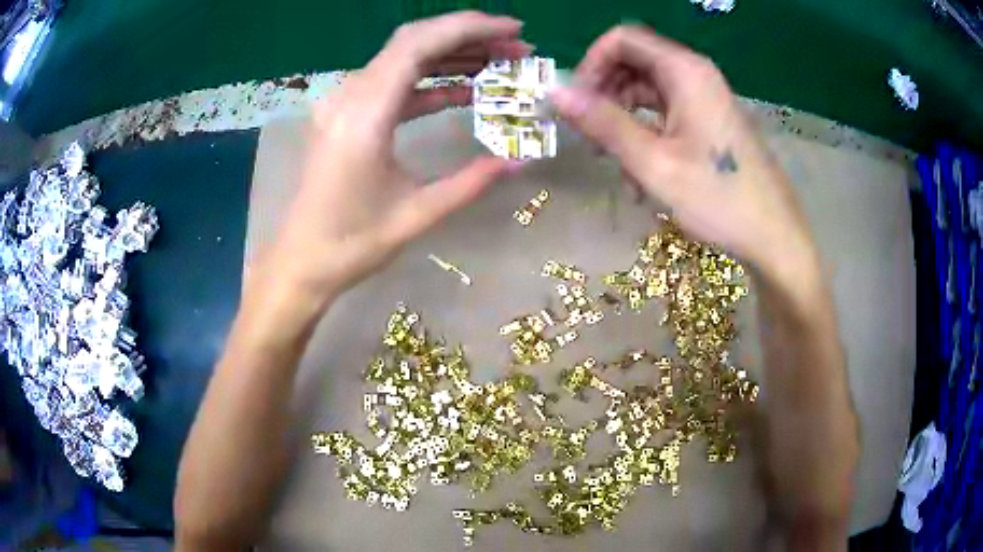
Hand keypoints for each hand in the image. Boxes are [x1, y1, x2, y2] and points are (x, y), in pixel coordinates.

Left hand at [256, 12, 528, 309]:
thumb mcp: (417, 214)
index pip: (420, 45)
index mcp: (365, 115)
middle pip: (413, 41)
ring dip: (452, 56)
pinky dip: (430, 81)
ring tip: (499, 63)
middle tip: (515, 47)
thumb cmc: (351, 244)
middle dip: (468, 37)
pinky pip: (393, 83)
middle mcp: (350, 96)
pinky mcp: (346, 115)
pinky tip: (465, 90)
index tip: (514, 29)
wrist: (301, 262)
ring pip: (403, 58)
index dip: (470, 28)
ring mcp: (344, 103)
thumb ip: (471, 182)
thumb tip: (521, 160)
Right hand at [549, 26, 816, 277]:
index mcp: (685, 71)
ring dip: (624, 118)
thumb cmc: (718, 199)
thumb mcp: (652, 163)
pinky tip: (641, 172)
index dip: (591, 63)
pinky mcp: (711, 120)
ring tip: (616, 163)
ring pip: (648, 89)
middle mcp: (696, 74)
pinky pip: (667, 111)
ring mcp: (706, 98)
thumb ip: (603, 122)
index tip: (577, 102)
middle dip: (605, 93)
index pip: (622, 39)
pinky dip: (647, 132)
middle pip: (634, 62)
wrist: (774, 237)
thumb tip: (554, 93)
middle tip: (590, 135)